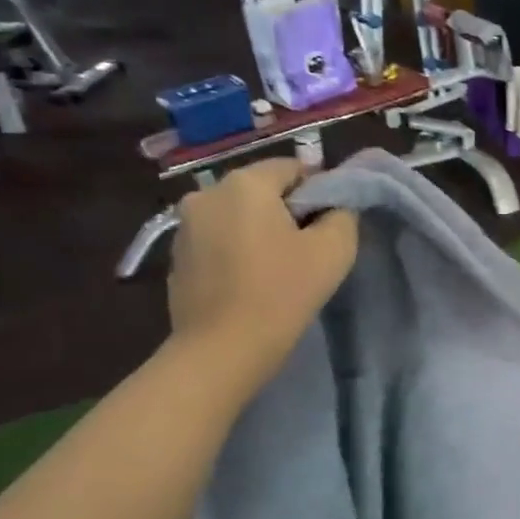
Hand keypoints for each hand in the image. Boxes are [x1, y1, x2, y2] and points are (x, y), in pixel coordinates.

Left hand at [168, 159, 356, 378]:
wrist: (222, 351)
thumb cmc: (282, 293)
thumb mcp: (334, 250)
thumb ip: (343, 215)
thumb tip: (336, 206)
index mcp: (245, 183)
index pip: (293, 167)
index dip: (318, 192)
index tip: (330, 227)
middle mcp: (207, 194)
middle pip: (262, 191)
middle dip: (287, 213)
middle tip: (308, 252)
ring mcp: (185, 227)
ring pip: (238, 217)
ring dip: (260, 233)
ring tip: (278, 271)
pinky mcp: (176, 258)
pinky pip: (218, 242)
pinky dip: (237, 253)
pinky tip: (250, 285)